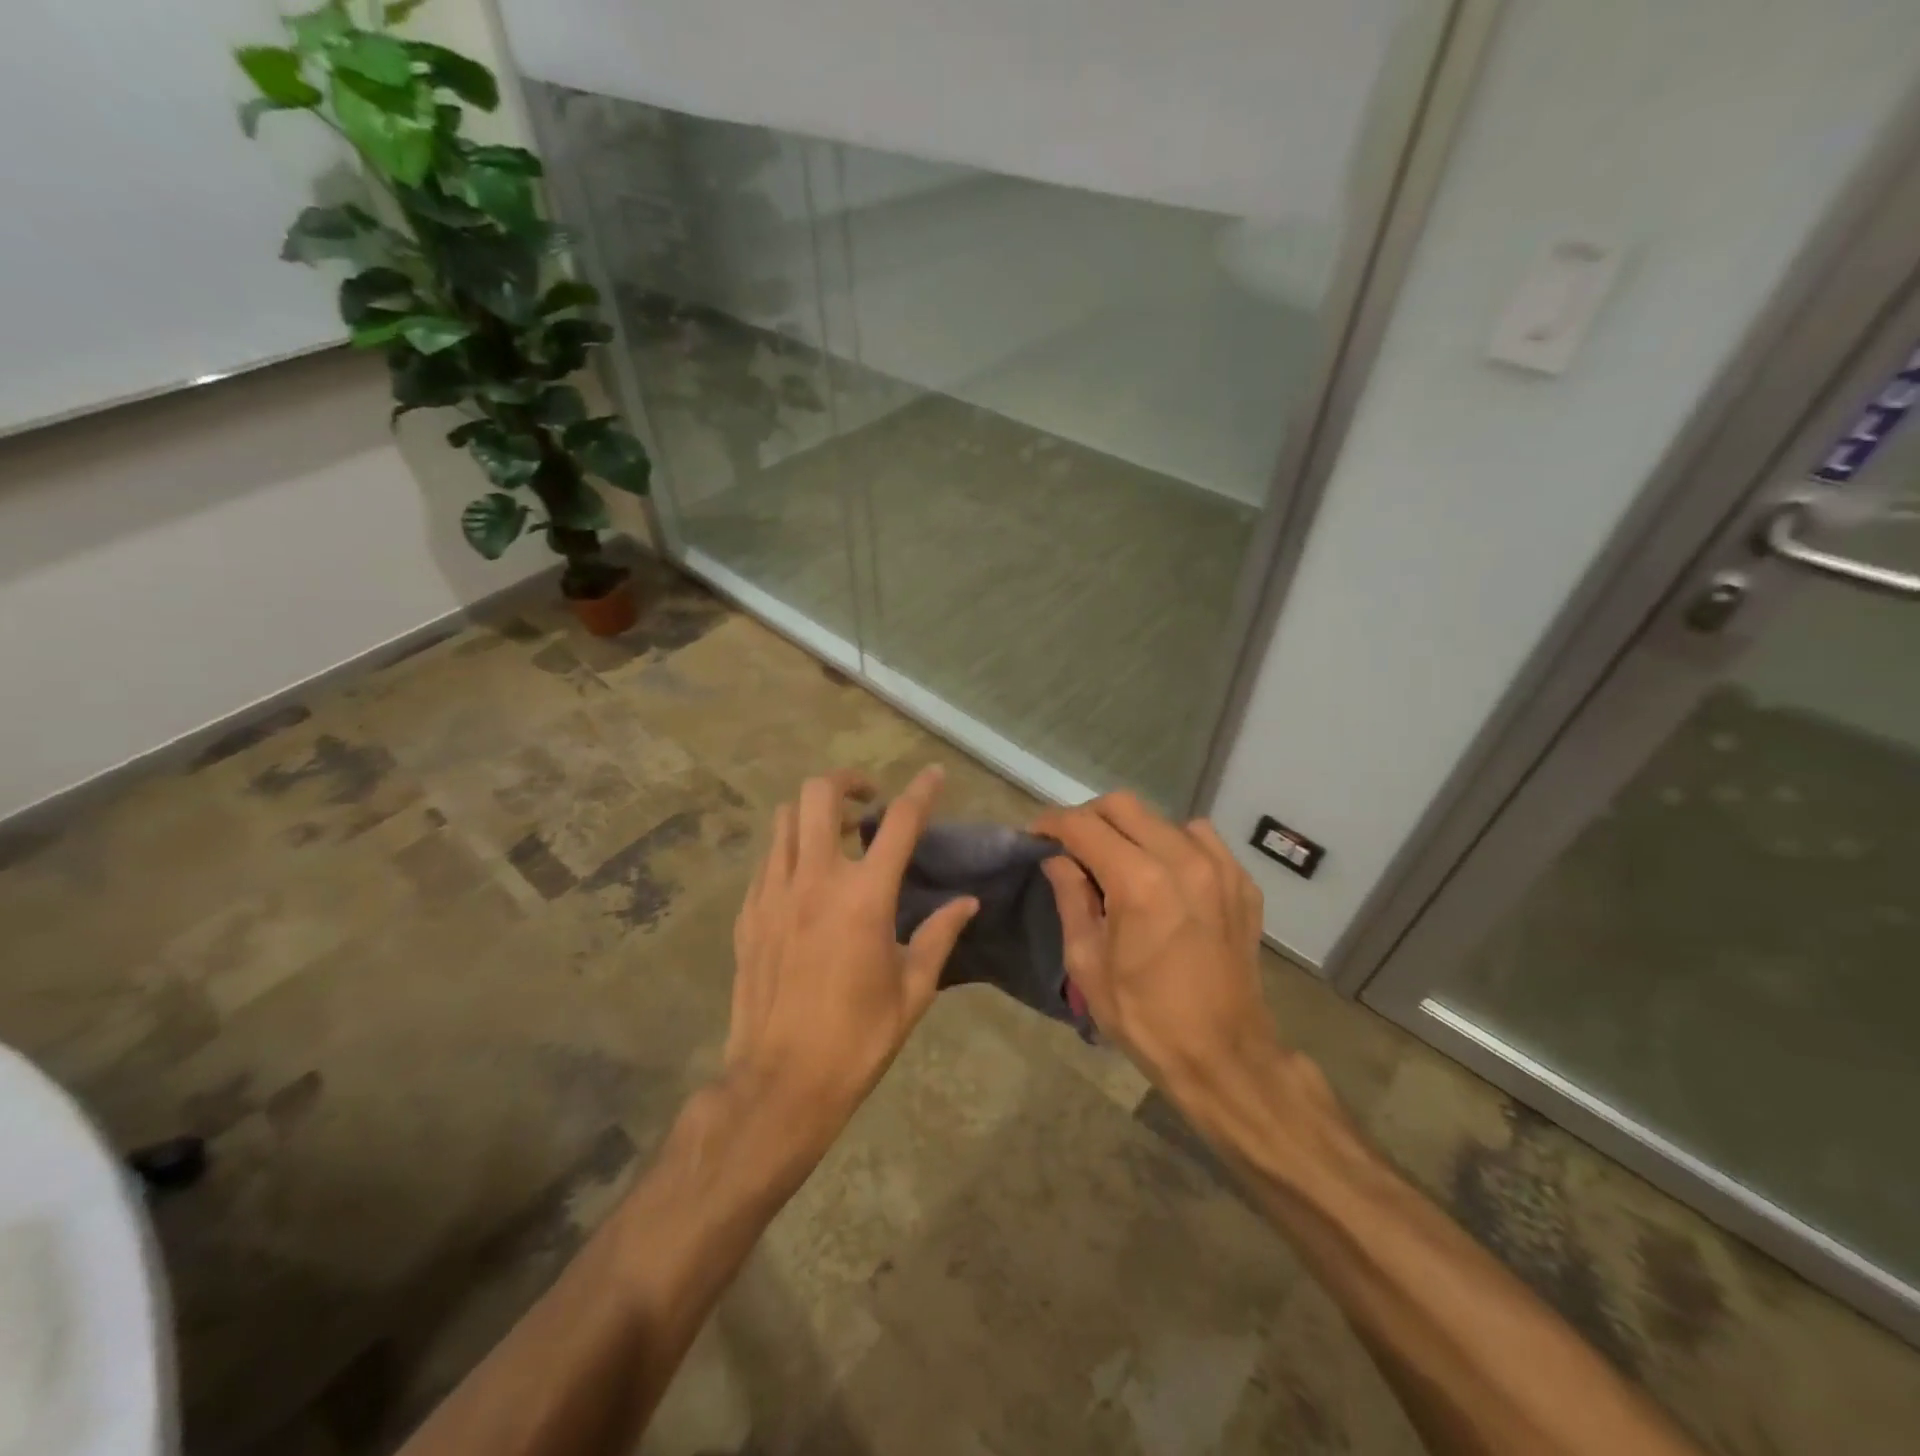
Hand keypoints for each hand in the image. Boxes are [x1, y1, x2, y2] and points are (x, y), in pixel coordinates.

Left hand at [726, 766, 976, 1149]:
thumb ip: (939, 936)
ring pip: (786, 819)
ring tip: (837, 836)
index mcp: (864, 897)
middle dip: (848, 782)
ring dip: (815, 813)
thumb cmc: (857, 1039)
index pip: (900, 823)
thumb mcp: (913, 990)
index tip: (933, 774)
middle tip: (869, 802)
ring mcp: (772, 893)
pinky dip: (791, 850)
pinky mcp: (747, 913)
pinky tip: (806, 880)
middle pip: (820, 795)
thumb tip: (966, 902)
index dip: (921, 791)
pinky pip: (768, 859)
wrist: (780, 1083)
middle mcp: (814, 880)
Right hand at [1034, 792, 1277, 1102]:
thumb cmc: (1144, 1017)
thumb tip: (1057, 859)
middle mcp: (1182, 860)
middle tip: (1072, 846)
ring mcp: (1219, 868)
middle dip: (1088, 818)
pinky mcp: (1242, 883)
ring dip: (1132, 830)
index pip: (1083, 826)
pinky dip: (1173, 845)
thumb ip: (1071, 898)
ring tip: (1119, 861)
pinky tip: (1165, 876)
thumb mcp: (1087, 963)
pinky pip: (1201, 840)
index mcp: (1137, 881)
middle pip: (1122, 806)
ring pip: (1163, 819)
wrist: (1224, 1055)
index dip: (1051, 824)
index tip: (1035, 836)